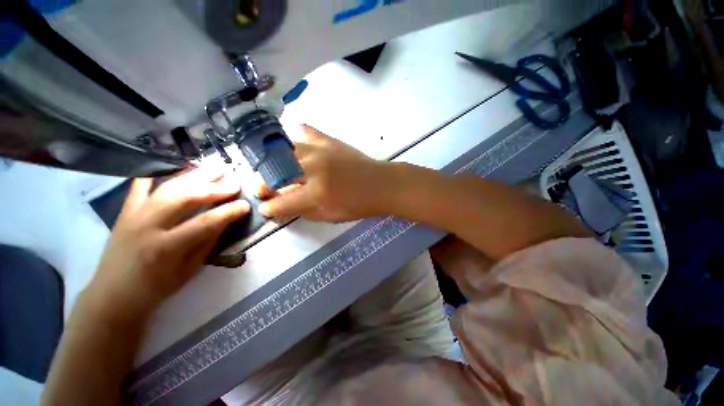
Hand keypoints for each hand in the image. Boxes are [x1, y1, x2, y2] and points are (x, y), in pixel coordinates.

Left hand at [85, 168, 249, 320]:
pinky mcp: (126, 210)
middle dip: (213, 188)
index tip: (246, 205)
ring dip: (194, 176)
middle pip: (184, 198)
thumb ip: (208, 241)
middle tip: (234, 183)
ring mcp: (134, 215)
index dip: (228, 212)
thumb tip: (226, 219)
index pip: (204, 223)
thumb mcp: (189, 270)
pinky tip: (175, 166)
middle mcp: (148, 226)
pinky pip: (140, 185)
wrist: (113, 294)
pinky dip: (157, 173)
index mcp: (166, 247)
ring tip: (215, 169)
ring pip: (167, 187)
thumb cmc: (156, 288)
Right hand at [258, 125, 391, 221]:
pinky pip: (306, 132)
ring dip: (276, 163)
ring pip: (284, 151)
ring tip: (278, 171)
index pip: (281, 201)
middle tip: (266, 189)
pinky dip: (298, 138)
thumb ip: (303, 211)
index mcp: (315, 193)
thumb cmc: (358, 204)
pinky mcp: (329, 140)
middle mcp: (313, 168)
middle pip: (275, 172)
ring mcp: (320, 150)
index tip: (265, 209)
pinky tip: (298, 146)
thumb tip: (282, 207)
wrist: (380, 184)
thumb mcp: (329, 216)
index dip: (269, 208)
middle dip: (265, 183)